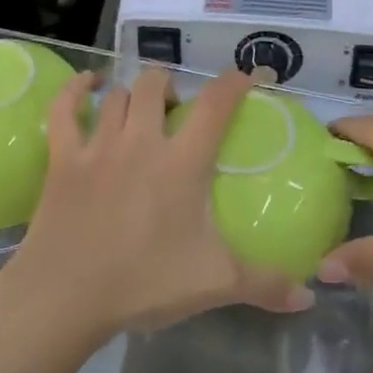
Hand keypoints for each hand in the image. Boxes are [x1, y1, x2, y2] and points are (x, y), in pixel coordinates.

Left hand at [4, 66, 314, 345]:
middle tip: (178, 109)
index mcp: (182, 162)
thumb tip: (309, 298)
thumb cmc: (144, 283)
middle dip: (171, 85)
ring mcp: (98, 145)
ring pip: (117, 95)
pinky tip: (88, 85)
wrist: (65, 296)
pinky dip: (76, 89)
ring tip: (140, 108)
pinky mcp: (63, 158)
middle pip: (156, 84)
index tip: (247, 75)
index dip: (234, 81)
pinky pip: (65, 108)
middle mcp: (141, 141)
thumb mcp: (214, 283)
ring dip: (132, 94)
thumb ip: (265, 285)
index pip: (215, 104)